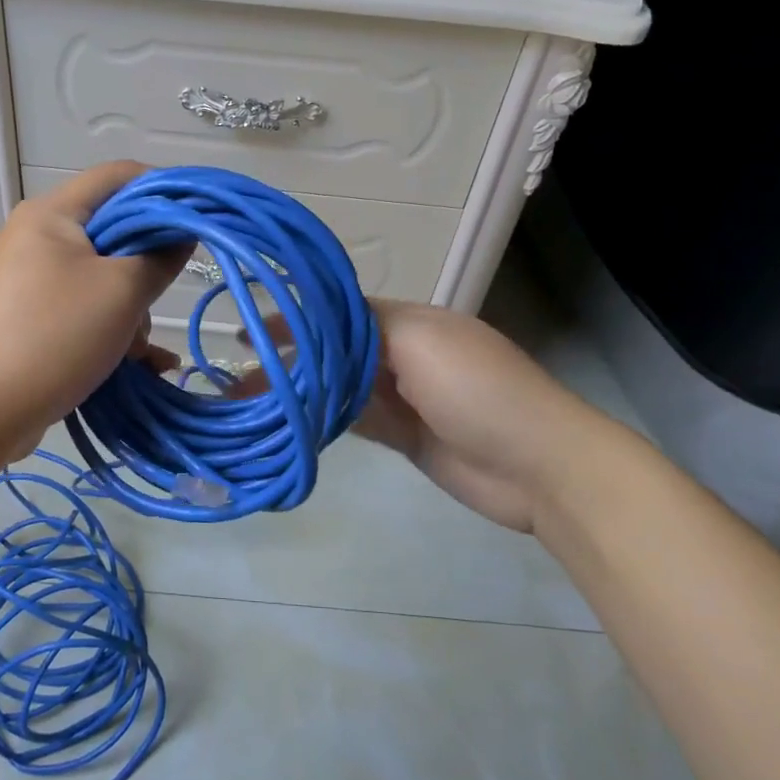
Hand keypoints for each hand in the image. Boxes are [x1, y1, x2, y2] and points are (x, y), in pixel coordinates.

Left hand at [0, 161, 186, 456]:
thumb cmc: (54, 337)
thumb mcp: (121, 293)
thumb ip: (160, 257)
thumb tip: (182, 233)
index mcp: (51, 214)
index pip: (117, 176)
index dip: (163, 189)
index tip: (197, 219)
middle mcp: (35, 238)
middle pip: (110, 231)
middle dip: (145, 266)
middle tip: (161, 297)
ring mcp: (27, 281)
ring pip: (99, 278)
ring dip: (129, 311)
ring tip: (140, 352)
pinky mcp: (26, 319)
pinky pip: (80, 310)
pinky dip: (108, 330)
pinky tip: (137, 365)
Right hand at [246, 298, 603, 534]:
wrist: (539, 465)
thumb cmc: (478, 390)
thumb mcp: (420, 341)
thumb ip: (366, 328)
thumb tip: (318, 325)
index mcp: (410, 322)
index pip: (341, 313)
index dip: (297, 320)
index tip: (251, 331)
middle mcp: (403, 354)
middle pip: (335, 351)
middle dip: (291, 358)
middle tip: (240, 374)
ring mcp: (404, 398)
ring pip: (340, 388)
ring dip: (302, 390)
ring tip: (254, 398)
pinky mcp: (405, 436)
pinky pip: (355, 421)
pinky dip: (326, 418)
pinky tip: (293, 420)